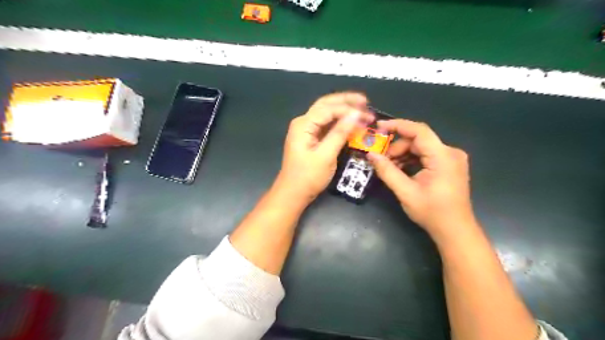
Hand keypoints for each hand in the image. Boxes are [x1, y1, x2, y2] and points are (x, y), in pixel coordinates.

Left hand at [276, 92, 373, 204]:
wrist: (293, 193)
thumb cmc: (308, 177)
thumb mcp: (326, 155)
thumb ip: (340, 133)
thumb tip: (355, 114)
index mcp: (303, 124)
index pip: (328, 109)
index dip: (349, 109)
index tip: (367, 114)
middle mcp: (303, 123)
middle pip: (326, 105)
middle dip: (346, 101)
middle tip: (365, 101)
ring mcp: (306, 130)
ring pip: (326, 113)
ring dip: (343, 110)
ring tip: (361, 109)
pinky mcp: (310, 138)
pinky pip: (326, 125)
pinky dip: (339, 122)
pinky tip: (350, 122)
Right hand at [366, 119, 473, 241]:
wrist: (455, 230)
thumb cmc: (432, 212)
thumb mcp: (405, 192)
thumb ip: (387, 171)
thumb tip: (370, 155)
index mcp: (443, 156)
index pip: (419, 131)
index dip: (397, 125)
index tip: (378, 127)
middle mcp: (450, 152)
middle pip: (418, 140)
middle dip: (397, 147)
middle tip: (382, 160)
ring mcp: (452, 158)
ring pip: (421, 147)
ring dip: (403, 154)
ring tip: (389, 167)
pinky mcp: (449, 165)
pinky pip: (427, 155)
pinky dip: (412, 159)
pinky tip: (401, 170)